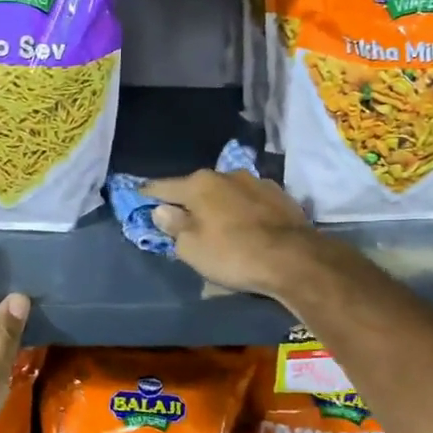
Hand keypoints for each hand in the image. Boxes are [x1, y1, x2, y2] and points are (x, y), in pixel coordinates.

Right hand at [140, 169, 327, 298]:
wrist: (294, 258)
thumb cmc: (233, 254)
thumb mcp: (192, 248)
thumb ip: (173, 226)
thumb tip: (162, 210)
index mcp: (199, 184)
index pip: (164, 187)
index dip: (148, 193)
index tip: (139, 194)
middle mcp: (227, 174)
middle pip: (197, 187)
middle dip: (188, 200)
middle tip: (181, 217)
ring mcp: (257, 182)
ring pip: (227, 192)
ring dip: (219, 204)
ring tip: (217, 222)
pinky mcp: (280, 195)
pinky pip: (250, 201)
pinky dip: (242, 210)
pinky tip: (245, 224)